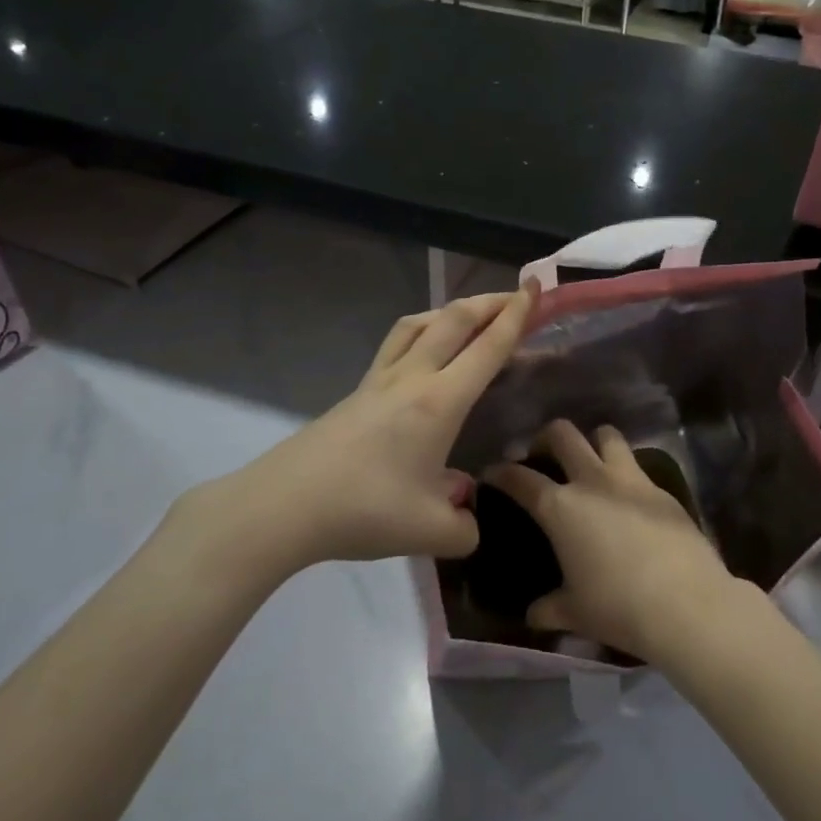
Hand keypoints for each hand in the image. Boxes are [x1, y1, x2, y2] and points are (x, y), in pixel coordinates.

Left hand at [173, 286, 535, 575]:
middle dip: (490, 301)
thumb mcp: (430, 532)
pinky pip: (396, 344)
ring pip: (419, 324)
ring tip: (470, 316)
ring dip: (452, 310)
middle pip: (454, 320)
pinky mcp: (357, 392)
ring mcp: (379, 381)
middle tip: (516, 295)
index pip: (488, 348)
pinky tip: (423, 353)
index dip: (517, 315)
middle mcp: (412, 378)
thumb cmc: (364, 510)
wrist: (284, 506)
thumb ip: (464, 528)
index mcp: (439, 402)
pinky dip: (421, 332)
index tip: (536, 288)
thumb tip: (467, 518)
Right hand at [483, 420, 739, 662]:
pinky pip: (637, 464)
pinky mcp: (662, 488)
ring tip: (590, 462)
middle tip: (542, 455)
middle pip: (563, 434)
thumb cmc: (618, 607)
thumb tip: (533, 614)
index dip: (501, 472)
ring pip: (606, 435)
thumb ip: (549, 608)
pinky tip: (626, 496)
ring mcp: (631, 479)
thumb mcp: (575, 613)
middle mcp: (592, 481)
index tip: (493, 473)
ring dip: (592, 442)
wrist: (686, 603)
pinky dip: (625, 470)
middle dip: (546, 438)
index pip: (519, 478)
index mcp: (560, 507)